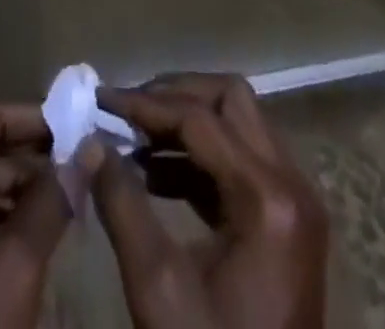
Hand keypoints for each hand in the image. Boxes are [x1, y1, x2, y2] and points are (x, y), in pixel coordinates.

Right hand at [89, 74, 327, 328]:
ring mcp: (295, 201)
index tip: (100, 100)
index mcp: (268, 198)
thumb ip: (122, 203)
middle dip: (174, 96)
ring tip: (133, 138)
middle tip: (126, 111)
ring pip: (238, 123)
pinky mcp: (288, 221)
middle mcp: (292, 184)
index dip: (145, 104)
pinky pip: (243, 159)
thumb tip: (88, 141)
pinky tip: (155, 174)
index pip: (199, 119)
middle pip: (230, 100)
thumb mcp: (158, 287)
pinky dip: (201, 154)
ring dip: (187, 122)